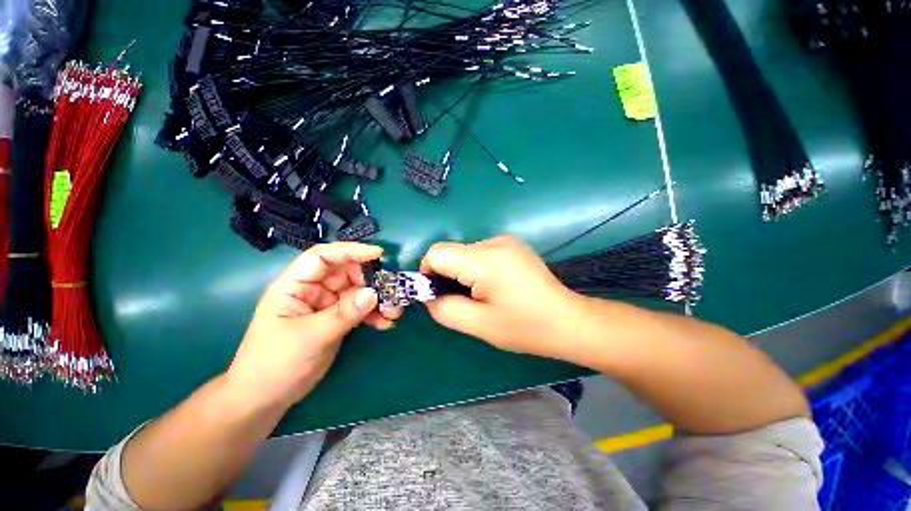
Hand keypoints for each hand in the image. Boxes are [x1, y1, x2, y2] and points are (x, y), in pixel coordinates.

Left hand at [226, 242, 402, 408]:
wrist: (266, 398)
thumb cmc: (275, 363)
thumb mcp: (310, 336)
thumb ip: (343, 314)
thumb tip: (373, 294)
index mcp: (296, 285)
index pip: (323, 257)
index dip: (350, 251)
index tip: (378, 254)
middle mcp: (313, 289)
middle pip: (347, 272)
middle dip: (371, 280)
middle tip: (392, 291)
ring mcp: (327, 304)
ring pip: (358, 291)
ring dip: (378, 299)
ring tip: (393, 313)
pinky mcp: (337, 319)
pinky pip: (360, 309)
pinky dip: (374, 314)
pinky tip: (385, 323)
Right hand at [420, 236, 585, 359]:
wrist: (568, 320)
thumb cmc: (525, 328)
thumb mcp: (479, 325)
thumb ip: (444, 309)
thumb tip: (428, 296)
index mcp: (485, 260)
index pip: (437, 253)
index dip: (428, 273)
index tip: (437, 294)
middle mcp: (494, 242)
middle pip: (451, 252)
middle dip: (446, 275)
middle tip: (463, 300)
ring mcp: (505, 241)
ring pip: (464, 252)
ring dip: (462, 272)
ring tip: (482, 295)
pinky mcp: (512, 245)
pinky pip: (480, 252)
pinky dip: (476, 268)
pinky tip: (495, 285)